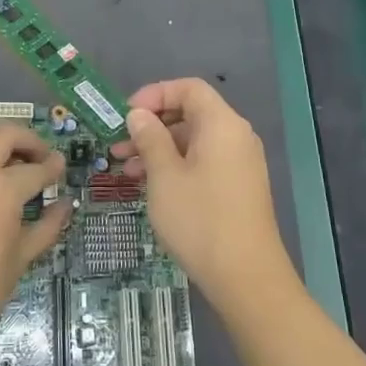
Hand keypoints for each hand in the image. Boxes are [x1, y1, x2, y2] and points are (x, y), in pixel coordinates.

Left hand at [0, 124, 67, 365]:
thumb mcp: (19, 261)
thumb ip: (46, 226)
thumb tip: (64, 204)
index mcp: (0, 188)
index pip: (36, 168)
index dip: (53, 168)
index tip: (60, 168)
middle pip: (4, 134)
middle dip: (27, 142)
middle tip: (38, 161)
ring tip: (10, 176)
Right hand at [111, 78, 295, 314]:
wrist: (246, 277)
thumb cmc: (200, 219)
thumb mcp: (164, 176)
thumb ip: (150, 138)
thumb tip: (140, 115)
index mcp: (221, 124)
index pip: (188, 88)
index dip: (155, 94)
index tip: (127, 116)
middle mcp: (236, 136)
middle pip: (191, 113)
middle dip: (152, 126)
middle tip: (119, 146)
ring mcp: (240, 163)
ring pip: (194, 141)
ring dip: (160, 149)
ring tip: (127, 172)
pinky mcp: (239, 187)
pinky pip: (204, 162)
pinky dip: (177, 166)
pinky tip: (152, 187)